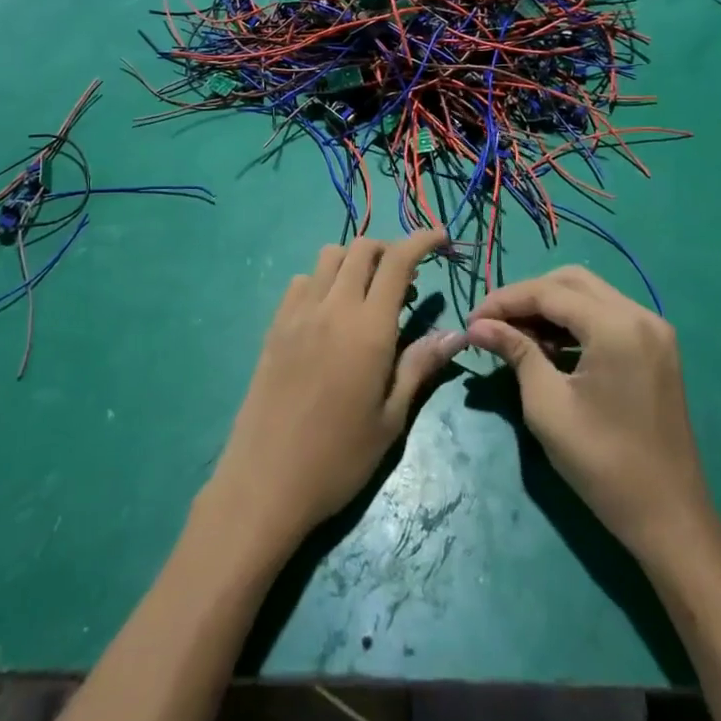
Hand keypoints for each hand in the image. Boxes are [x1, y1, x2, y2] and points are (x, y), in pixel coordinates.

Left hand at [209, 230, 465, 553]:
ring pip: (329, 256)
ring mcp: (298, 312)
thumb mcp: (391, 420)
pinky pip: (303, 281)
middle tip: (407, 281)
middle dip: (389, 250)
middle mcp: (333, 307)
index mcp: (368, 328)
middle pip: (362, 248)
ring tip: (369, 296)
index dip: (421, 240)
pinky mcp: (275, 325)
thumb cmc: (338, 459)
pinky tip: (331, 314)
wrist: (265, 481)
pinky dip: (324, 280)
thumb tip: (456, 334)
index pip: (397, 261)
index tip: (441, 239)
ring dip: (355, 261)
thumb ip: (420, 367)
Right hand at [468, 266, 716, 560]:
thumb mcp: (547, 404)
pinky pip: (607, 316)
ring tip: (514, 334)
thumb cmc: (602, 462)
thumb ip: (515, 351)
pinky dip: (574, 322)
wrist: (670, 519)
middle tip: (493, 323)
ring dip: (550, 307)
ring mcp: (653, 331)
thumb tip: (477, 325)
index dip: (504, 301)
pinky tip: (548, 346)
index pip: (548, 292)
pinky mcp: (656, 349)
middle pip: (571, 282)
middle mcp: (640, 315)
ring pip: (589, 295)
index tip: (471, 319)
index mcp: (616, 325)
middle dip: (527, 296)